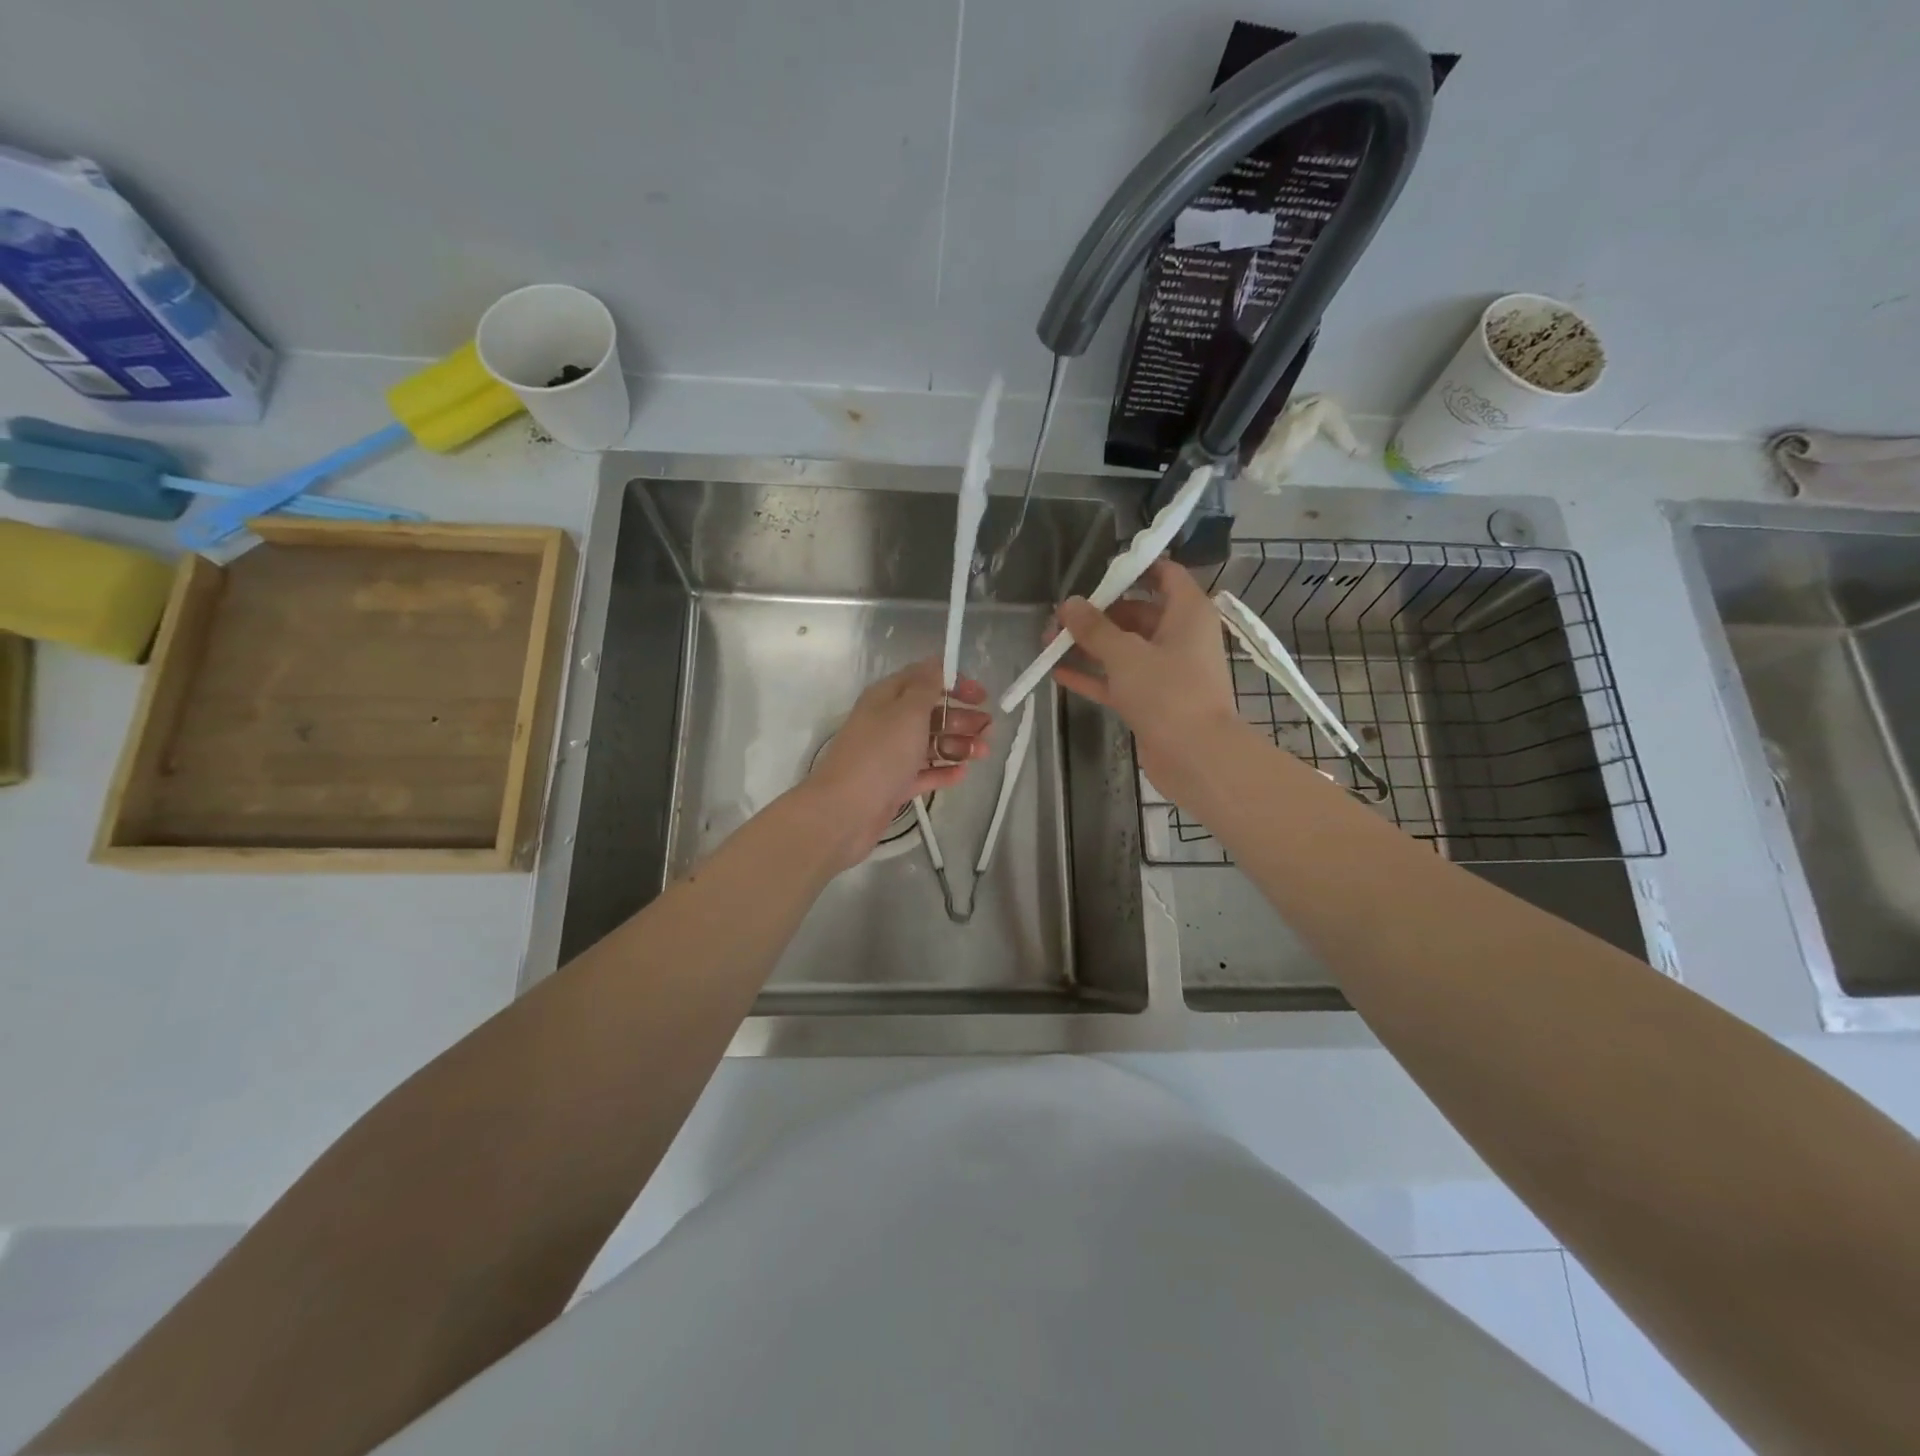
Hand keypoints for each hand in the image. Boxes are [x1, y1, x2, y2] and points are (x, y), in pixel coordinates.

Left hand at [800, 659, 990, 867]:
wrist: (845, 810)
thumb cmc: (880, 754)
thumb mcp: (908, 711)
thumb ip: (927, 686)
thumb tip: (938, 665)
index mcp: (887, 697)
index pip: (924, 678)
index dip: (954, 682)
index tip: (981, 696)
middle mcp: (888, 722)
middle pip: (931, 712)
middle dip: (961, 717)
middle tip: (988, 729)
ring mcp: (890, 755)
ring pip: (930, 743)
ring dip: (958, 744)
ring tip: (982, 753)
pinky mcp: (893, 785)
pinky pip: (923, 773)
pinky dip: (943, 771)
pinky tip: (963, 774)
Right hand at [1052, 558, 1241, 793]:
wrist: (1196, 757)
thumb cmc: (1169, 693)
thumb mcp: (1125, 654)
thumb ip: (1094, 628)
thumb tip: (1069, 604)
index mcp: (1187, 613)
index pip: (1165, 574)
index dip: (1133, 568)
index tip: (1097, 572)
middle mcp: (1180, 636)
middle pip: (1137, 612)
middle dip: (1098, 613)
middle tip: (1059, 616)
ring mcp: (1166, 671)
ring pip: (1124, 648)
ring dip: (1089, 645)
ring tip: (1049, 642)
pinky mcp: (1152, 701)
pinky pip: (1119, 679)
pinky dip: (1093, 675)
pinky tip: (1057, 673)